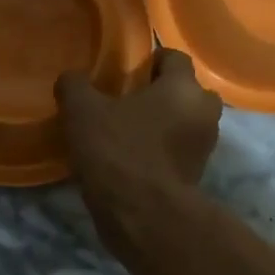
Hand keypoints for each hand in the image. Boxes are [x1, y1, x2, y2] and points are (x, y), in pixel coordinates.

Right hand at [55, 48, 221, 217]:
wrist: (143, 216)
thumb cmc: (118, 152)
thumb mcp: (82, 113)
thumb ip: (75, 86)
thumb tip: (70, 77)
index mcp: (184, 87)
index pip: (173, 57)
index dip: (148, 61)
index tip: (125, 73)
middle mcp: (204, 112)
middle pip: (185, 92)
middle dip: (161, 95)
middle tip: (127, 103)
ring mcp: (204, 148)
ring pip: (184, 124)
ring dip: (162, 126)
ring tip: (127, 134)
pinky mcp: (195, 177)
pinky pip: (178, 153)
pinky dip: (160, 153)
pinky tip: (132, 160)